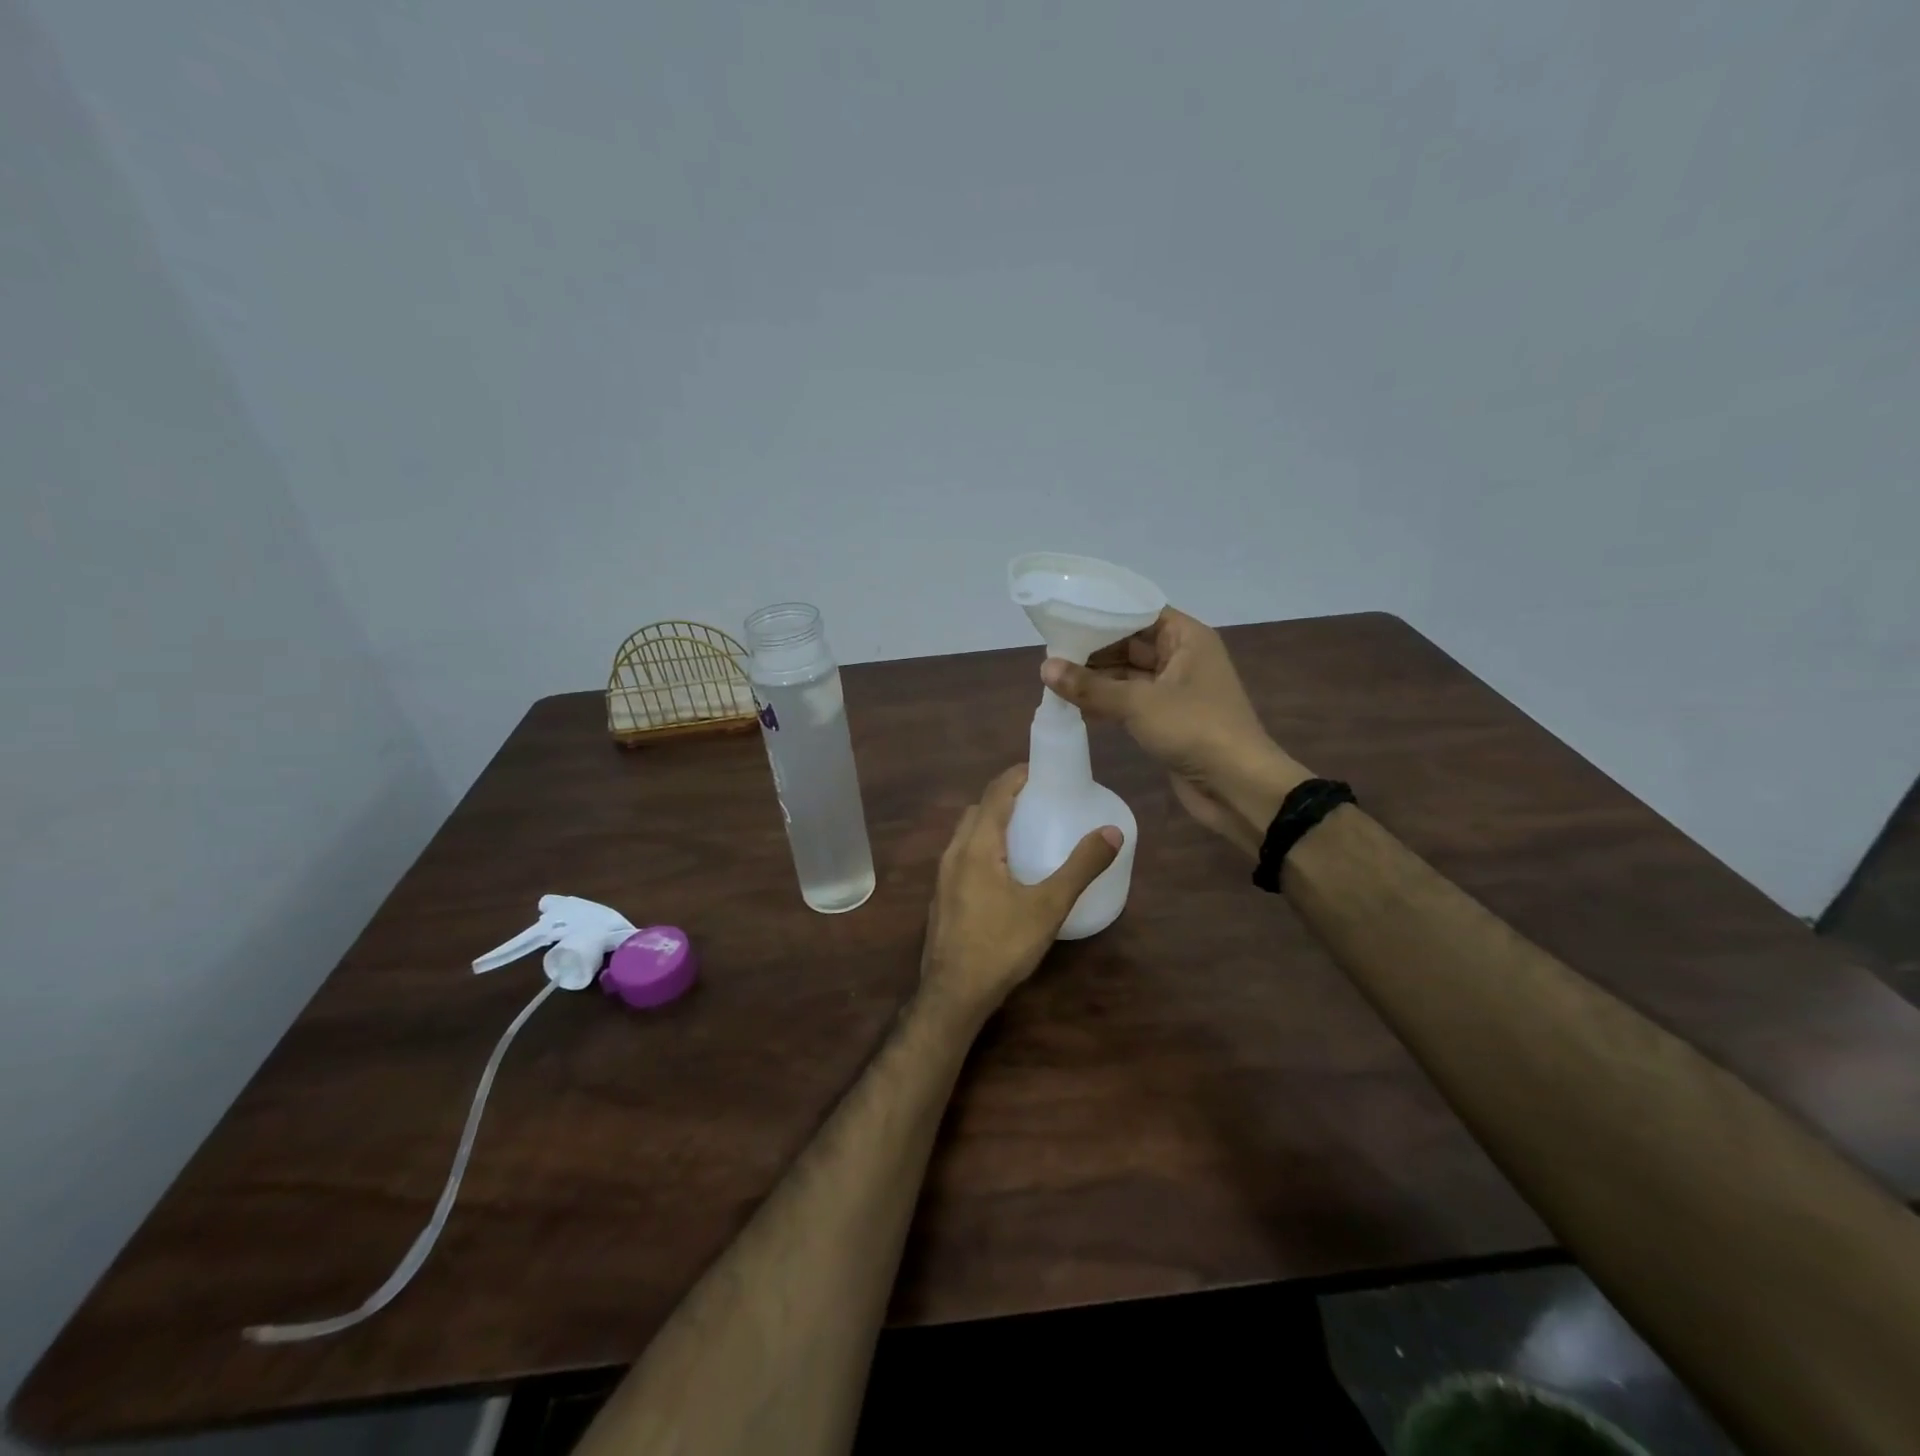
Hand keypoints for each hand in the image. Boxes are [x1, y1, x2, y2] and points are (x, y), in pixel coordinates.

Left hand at [921, 765, 1120, 1016]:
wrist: (953, 993)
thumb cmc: (1001, 945)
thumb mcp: (1048, 906)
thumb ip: (1081, 867)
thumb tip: (1112, 831)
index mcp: (977, 845)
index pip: (996, 793)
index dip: (1017, 775)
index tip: (1042, 769)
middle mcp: (954, 852)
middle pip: (978, 810)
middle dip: (1005, 797)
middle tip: (1038, 800)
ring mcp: (943, 876)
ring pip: (967, 834)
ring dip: (992, 823)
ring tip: (1025, 831)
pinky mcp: (942, 897)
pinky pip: (963, 856)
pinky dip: (983, 846)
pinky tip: (1005, 871)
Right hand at [1040, 608, 1309, 855]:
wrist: (1237, 786)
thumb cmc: (1194, 729)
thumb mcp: (1138, 703)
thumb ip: (1090, 686)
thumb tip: (1044, 667)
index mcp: (1186, 638)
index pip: (1139, 612)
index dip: (1104, 612)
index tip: (1065, 614)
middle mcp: (1182, 657)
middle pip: (1130, 643)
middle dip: (1093, 648)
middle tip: (1050, 650)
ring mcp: (1174, 690)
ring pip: (1128, 674)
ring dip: (1096, 678)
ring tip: (1053, 677)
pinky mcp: (1167, 718)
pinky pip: (1130, 701)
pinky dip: (1106, 701)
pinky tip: (1074, 706)